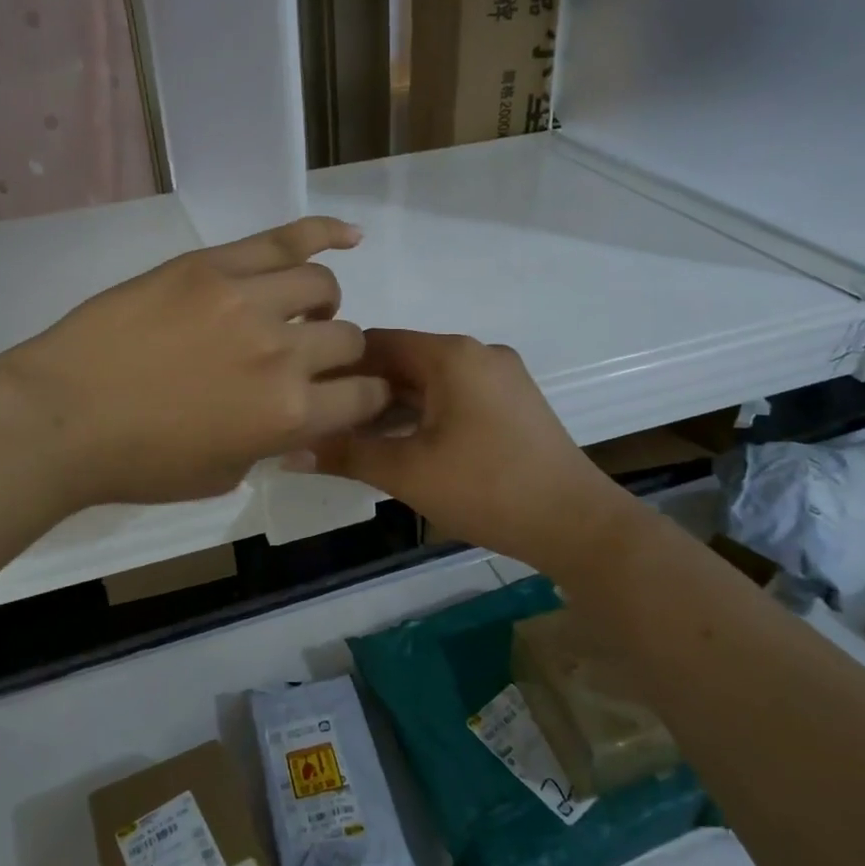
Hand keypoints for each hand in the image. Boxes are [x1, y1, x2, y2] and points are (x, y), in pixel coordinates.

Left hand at [0, 217, 391, 510]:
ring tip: (296, 310)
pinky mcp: (211, 265)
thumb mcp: (222, 474)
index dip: (368, 397)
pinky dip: (323, 232)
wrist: (61, 416)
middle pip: (346, 338)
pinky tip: (348, 233)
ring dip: (320, 303)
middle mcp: (282, 352)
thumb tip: (292, 413)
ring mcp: (247, 300)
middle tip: (305, 360)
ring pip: (320, 284)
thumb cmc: (137, 463)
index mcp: (288, 415)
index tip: (352, 394)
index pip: (365, 397)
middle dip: (337, 354)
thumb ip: (271, 442)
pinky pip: (282, 238)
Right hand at [306, 329, 631, 571]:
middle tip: (325, 423)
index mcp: (452, 355)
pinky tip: (403, 442)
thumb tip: (287, 452)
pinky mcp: (513, 401)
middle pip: (404, 360)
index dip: (337, 366)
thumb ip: (346, 455)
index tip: (307, 395)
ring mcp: (501, 376)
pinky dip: (424, 412)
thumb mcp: (408, 473)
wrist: (577, 523)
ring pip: (429, 379)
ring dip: (392, 404)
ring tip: (356, 437)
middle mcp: (478, 352)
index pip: (377, 342)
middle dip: (363, 390)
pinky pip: (454, 394)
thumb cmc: (487, 489)